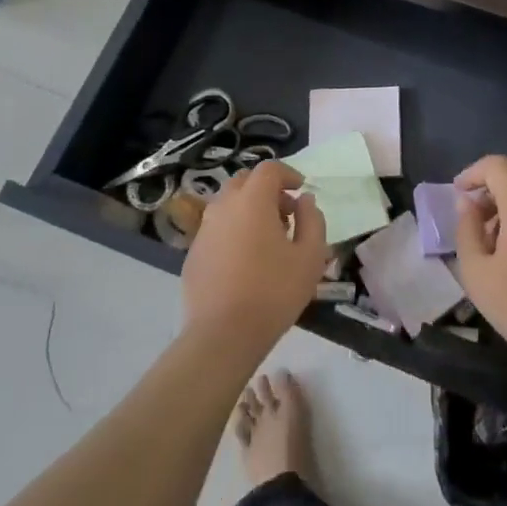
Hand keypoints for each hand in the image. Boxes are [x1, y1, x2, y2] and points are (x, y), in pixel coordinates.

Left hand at [180, 161, 328, 356]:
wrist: (222, 336)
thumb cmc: (273, 292)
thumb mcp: (310, 256)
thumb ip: (313, 220)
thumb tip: (304, 201)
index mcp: (252, 200)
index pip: (269, 169)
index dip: (288, 174)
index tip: (301, 190)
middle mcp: (224, 207)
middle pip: (244, 181)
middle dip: (267, 190)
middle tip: (286, 214)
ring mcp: (204, 230)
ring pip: (228, 205)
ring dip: (249, 210)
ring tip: (267, 239)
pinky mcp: (193, 254)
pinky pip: (217, 229)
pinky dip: (233, 231)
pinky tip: (245, 261)